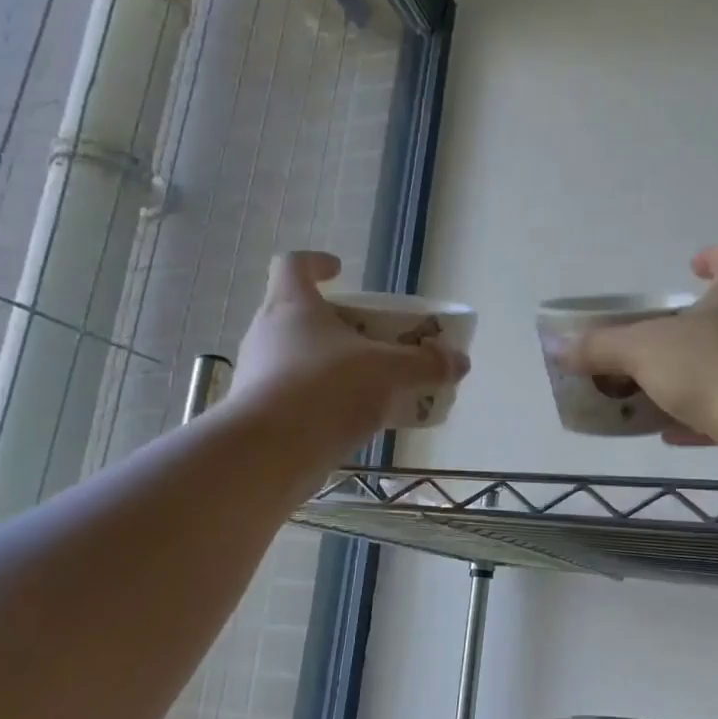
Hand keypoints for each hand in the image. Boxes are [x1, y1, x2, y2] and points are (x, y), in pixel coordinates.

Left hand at [229, 252, 467, 454]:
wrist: (268, 455)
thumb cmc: (326, 389)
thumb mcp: (388, 372)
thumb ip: (425, 364)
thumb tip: (459, 361)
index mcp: (292, 305)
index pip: (293, 264)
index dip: (316, 263)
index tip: (339, 272)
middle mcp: (267, 334)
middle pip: (300, 316)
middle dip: (338, 326)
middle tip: (373, 341)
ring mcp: (258, 376)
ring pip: (298, 360)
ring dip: (332, 367)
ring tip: (372, 387)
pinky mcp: (259, 415)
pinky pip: (296, 398)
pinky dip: (324, 403)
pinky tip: (353, 423)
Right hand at [568, 241, 717, 460]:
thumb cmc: (711, 365)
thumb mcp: (643, 349)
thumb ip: (602, 347)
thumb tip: (562, 348)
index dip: (715, 256)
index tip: (692, 268)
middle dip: (691, 327)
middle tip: (654, 340)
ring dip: (693, 376)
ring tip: (653, 389)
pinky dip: (700, 419)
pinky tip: (670, 433)